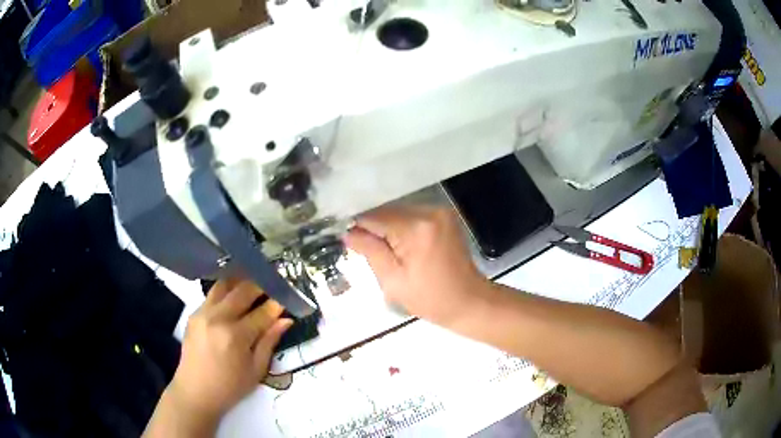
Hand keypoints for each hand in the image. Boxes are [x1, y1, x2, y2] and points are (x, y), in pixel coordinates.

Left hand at [168, 278, 292, 421]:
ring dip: (241, 282)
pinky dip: (226, 291)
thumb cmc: (230, 387)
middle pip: (243, 290)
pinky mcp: (194, 314)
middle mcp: (218, 318)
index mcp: (236, 336)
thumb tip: (285, 320)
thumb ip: (269, 342)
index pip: (262, 312)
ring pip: (224, 285)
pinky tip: (234, 296)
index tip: (287, 298)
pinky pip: (212, 295)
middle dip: (261, 285)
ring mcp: (203, 313)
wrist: (195, 392)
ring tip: (253, 283)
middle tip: (273, 285)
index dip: (277, 304)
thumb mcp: (256, 370)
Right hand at [345, 206, 489, 326]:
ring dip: (388, 228)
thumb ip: (369, 250)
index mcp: (415, 228)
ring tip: (386, 251)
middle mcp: (429, 211)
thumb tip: (348, 232)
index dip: (357, 226)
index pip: (374, 216)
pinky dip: (402, 228)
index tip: (348, 239)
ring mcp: (440, 211)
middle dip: (373, 228)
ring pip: (399, 212)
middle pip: (387, 211)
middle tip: (366, 250)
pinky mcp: (445, 216)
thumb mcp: (392, 280)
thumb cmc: (430, 298)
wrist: (469, 301)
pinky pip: (413, 216)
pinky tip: (401, 246)